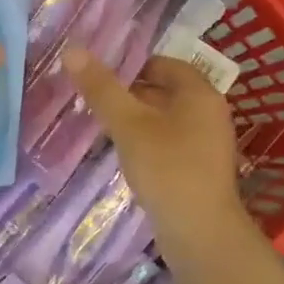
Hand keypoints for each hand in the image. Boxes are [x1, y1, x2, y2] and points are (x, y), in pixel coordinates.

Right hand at [65, 51, 245, 234]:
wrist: (200, 233)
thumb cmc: (167, 168)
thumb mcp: (128, 125)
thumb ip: (102, 89)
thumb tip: (73, 50)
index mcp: (200, 93)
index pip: (165, 64)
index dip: (132, 65)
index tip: (100, 75)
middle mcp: (210, 113)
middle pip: (166, 91)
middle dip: (131, 93)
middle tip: (94, 99)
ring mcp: (208, 144)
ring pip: (167, 120)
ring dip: (138, 120)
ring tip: (103, 126)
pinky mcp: (201, 170)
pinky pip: (171, 144)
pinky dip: (148, 142)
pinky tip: (125, 156)